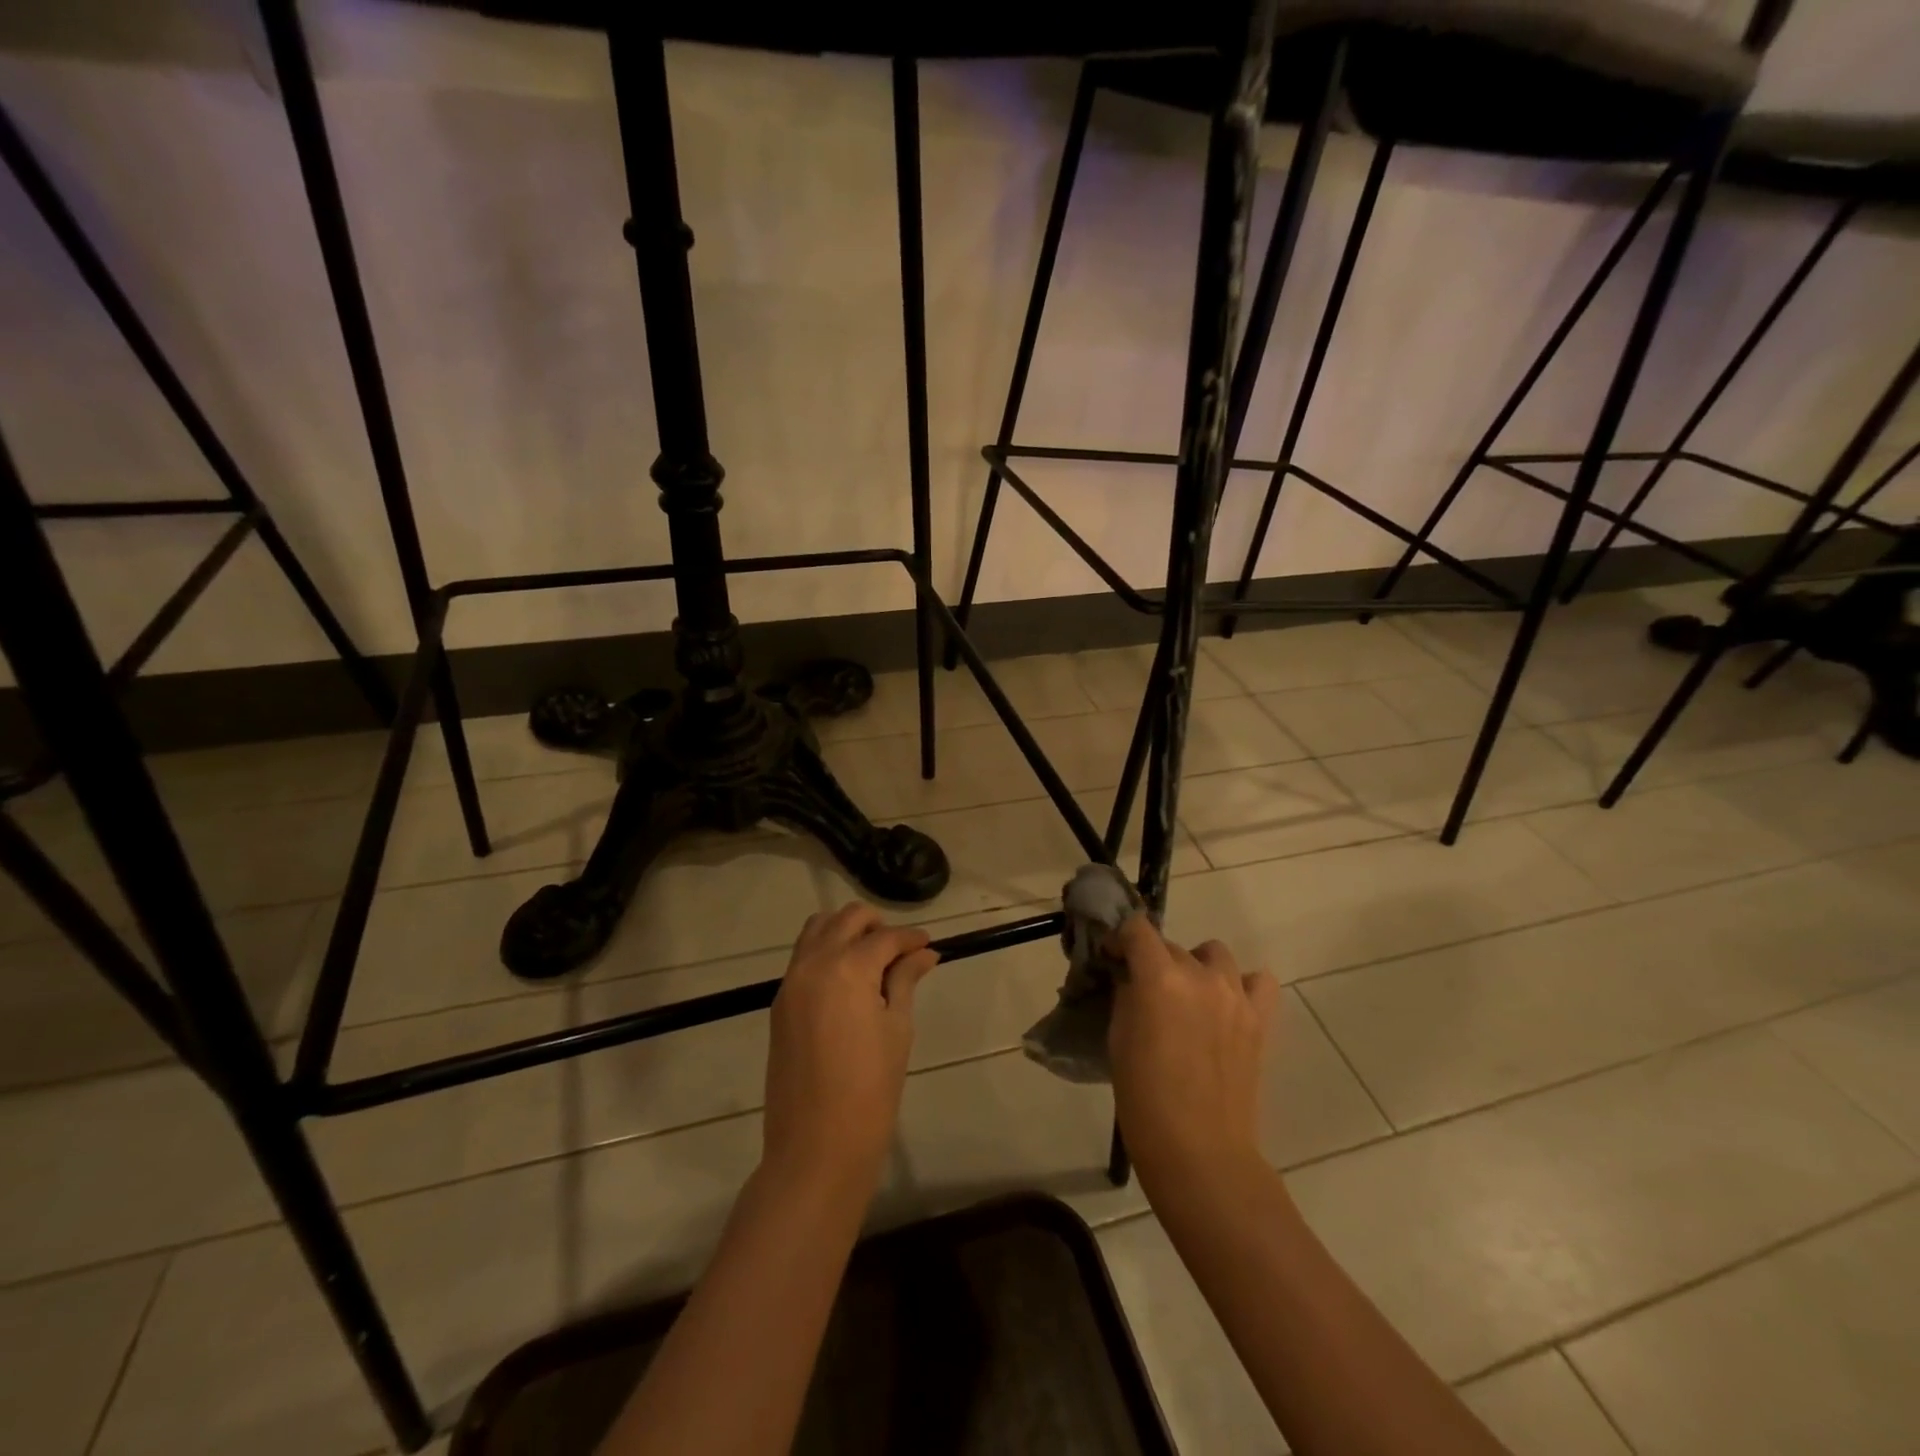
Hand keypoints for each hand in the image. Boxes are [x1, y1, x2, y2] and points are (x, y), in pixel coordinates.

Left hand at [761, 903, 940, 1194]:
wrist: (816, 1145)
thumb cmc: (870, 1089)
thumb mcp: (897, 1029)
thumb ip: (905, 981)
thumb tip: (924, 954)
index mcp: (848, 967)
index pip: (886, 937)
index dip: (912, 938)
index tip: (929, 945)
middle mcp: (814, 963)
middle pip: (847, 919)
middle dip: (877, 925)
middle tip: (900, 950)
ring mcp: (791, 981)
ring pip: (818, 929)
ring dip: (846, 931)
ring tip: (872, 958)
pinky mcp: (780, 1002)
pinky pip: (803, 957)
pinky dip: (826, 952)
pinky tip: (849, 979)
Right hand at [1107, 916, 1278, 1198]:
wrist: (1200, 1151)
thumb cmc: (1144, 1097)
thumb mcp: (1119, 1038)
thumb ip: (1127, 996)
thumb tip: (1131, 979)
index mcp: (1159, 978)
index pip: (1137, 929)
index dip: (1121, 939)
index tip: (1113, 958)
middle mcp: (1200, 976)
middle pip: (1172, 945)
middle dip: (1153, 960)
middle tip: (1142, 990)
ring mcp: (1235, 996)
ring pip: (1214, 954)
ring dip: (1195, 966)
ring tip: (1186, 996)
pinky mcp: (1260, 1019)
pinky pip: (1257, 982)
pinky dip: (1242, 984)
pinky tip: (1226, 1004)